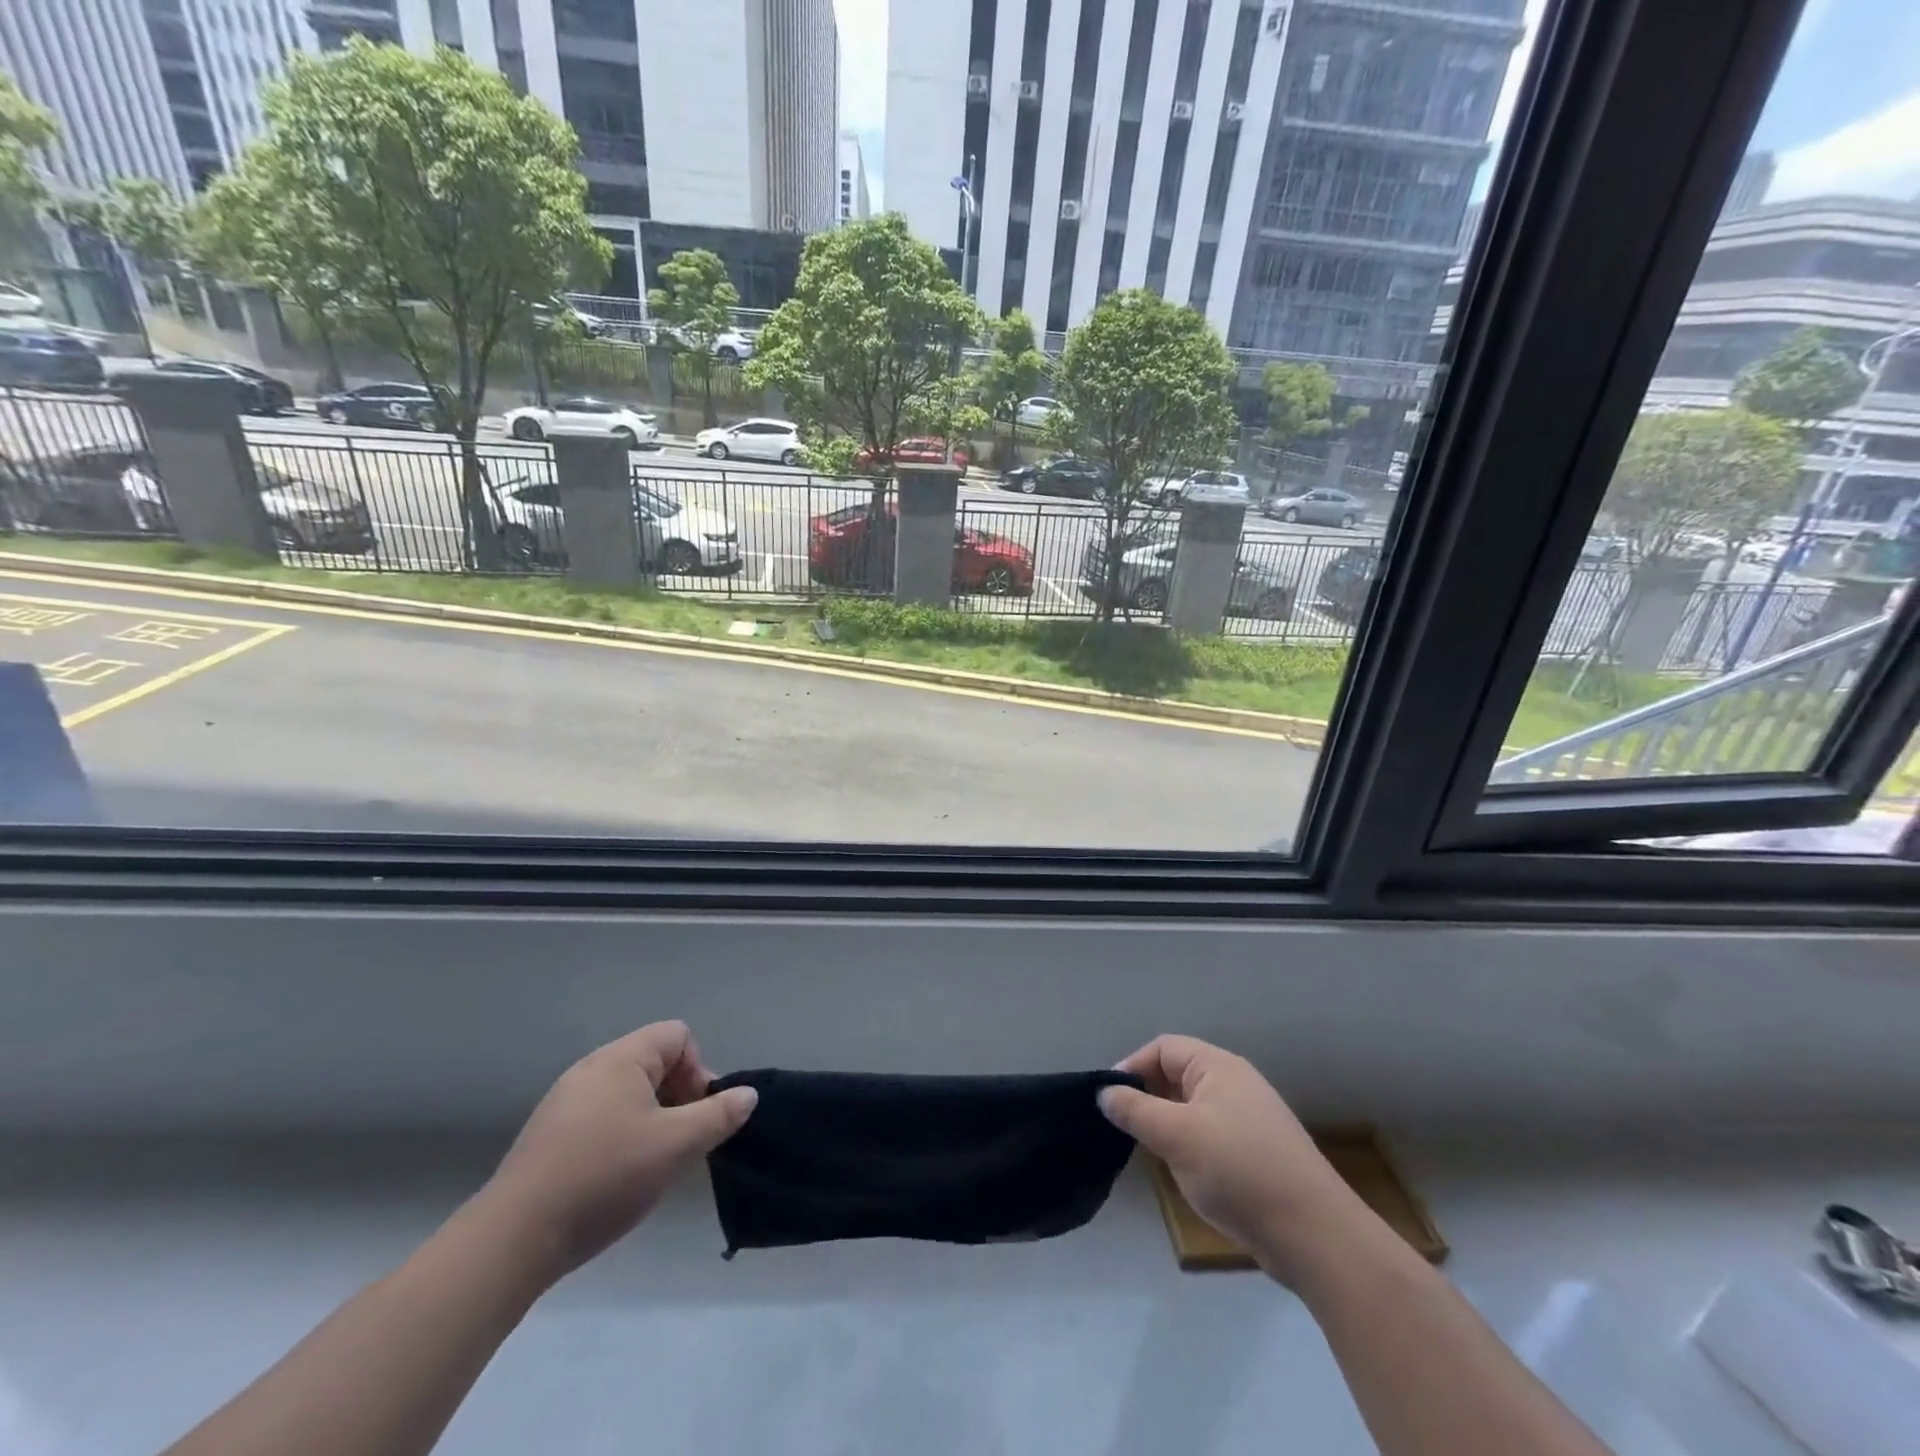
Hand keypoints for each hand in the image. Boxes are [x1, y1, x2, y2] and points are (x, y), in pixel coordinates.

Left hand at [477, 1021, 756, 1282]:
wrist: (512, 1239)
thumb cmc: (604, 1177)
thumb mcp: (675, 1146)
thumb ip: (718, 1115)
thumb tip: (748, 1094)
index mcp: (622, 1059)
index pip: (678, 1036)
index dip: (698, 1070)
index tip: (696, 1116)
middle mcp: (592, 1068)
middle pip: (655, 1062)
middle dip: (678, 1097)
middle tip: (680, 1143)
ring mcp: (566, 1101)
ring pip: (629, 1093)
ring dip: (652, 1120)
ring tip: (651, 1164)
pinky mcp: (549, 1134)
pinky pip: (602, 1117)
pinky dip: (621, 1136)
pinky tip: (616, 1178)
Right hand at [1100, 1035, 1365, 1282]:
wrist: (1315, 1235)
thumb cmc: (1238, 1170)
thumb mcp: (1176, 1136)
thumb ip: (1135, 1110)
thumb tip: (1105, 1092)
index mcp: (1218, 1066)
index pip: (1163, 1048)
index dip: (1132, 1067)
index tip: (1109, 1100)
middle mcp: (1235, 1083)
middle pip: (1178, 1074)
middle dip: (1148, 1096)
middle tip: (1124, 1127)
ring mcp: (1250, 1118)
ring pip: (1193, 1107)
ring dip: (1167, 1123)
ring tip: (1149, 1152)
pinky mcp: (1259, 1152)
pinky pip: (1212, 1133)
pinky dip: (1190, 1144)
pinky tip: (1184, 1172)